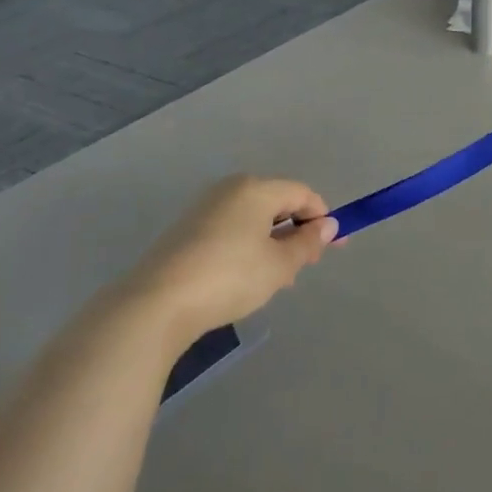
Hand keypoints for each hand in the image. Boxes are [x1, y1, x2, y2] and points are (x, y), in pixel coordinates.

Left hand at [130, 176, 337, 338]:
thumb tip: (327, 225)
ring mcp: (204, 208)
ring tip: (277, 280)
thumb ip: (307, 243)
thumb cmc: (229, 277)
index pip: (302, 193)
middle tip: (305, 266)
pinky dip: (248, 247)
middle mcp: (230, 189)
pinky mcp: (186, 230)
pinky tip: (246, 278)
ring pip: (253, 219)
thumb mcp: (279, 265)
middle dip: (296, 232)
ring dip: (273, 243)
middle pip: (276, 203)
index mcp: (256, 188)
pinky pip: (231, 230)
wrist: (156, 303)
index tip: (334, 247)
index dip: (322, 218)